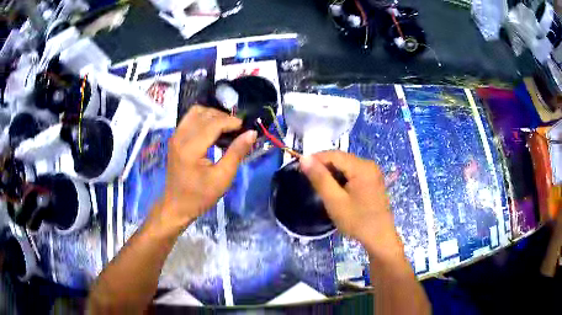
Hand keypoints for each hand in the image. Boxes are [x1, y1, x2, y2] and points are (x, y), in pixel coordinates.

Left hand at [150, 105, 256, 232]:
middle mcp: (180, 137)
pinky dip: (203, 119)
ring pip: (196, 112)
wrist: (176, 205)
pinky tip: (212, 131)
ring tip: (225, 128)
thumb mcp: (222, 178)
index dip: (231, 122)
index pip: (213, 123)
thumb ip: (236, 153)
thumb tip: (252, 133)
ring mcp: (175, 136)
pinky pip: (190, 118)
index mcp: (191, 148)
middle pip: (205, 114)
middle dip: (224, 117)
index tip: (245, 128)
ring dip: (213, 115)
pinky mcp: (175, 138)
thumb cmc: (200, 196)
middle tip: (237, 130)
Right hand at [300, 151, 401, 255]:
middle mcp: (369, 165)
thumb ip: (320, 178)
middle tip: (309, 180)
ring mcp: (373, 173)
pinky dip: (342, 178)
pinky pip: (353, 173)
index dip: (315, 158)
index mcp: (362, 167)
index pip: (334, 155)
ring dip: (332, 173)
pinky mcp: (373, 181)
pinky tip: (335, 189)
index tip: (300, 168)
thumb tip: (305, 158)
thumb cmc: (357, 221)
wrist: (380, 238)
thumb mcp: (335, 201)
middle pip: (341, 159)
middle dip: (324, 166)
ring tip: (320, 186)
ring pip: (346, 166)